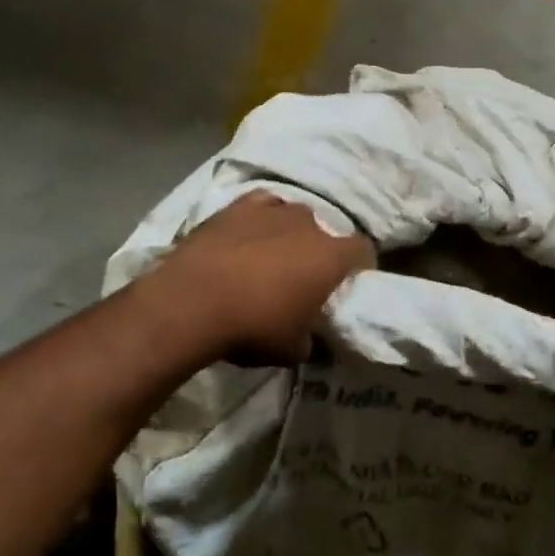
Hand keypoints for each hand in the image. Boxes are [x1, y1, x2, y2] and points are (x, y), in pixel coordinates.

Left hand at [145, 191, 374, 363]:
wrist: (192, 302)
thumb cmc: (253, 327)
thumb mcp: (293, 350)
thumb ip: (311, 339)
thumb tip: (310, 337)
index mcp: (330, 257)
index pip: (363, 251)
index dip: (360, 266)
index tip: (349, 282)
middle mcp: (308, 224)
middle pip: (326, 233)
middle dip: (319, 252)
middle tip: (303, 277)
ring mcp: (272, 209)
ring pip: (294, 215)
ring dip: (290, 233)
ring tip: (272, 256)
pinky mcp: (237, 206)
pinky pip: (262, 205)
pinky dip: (262, 218)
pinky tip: (251, 233)